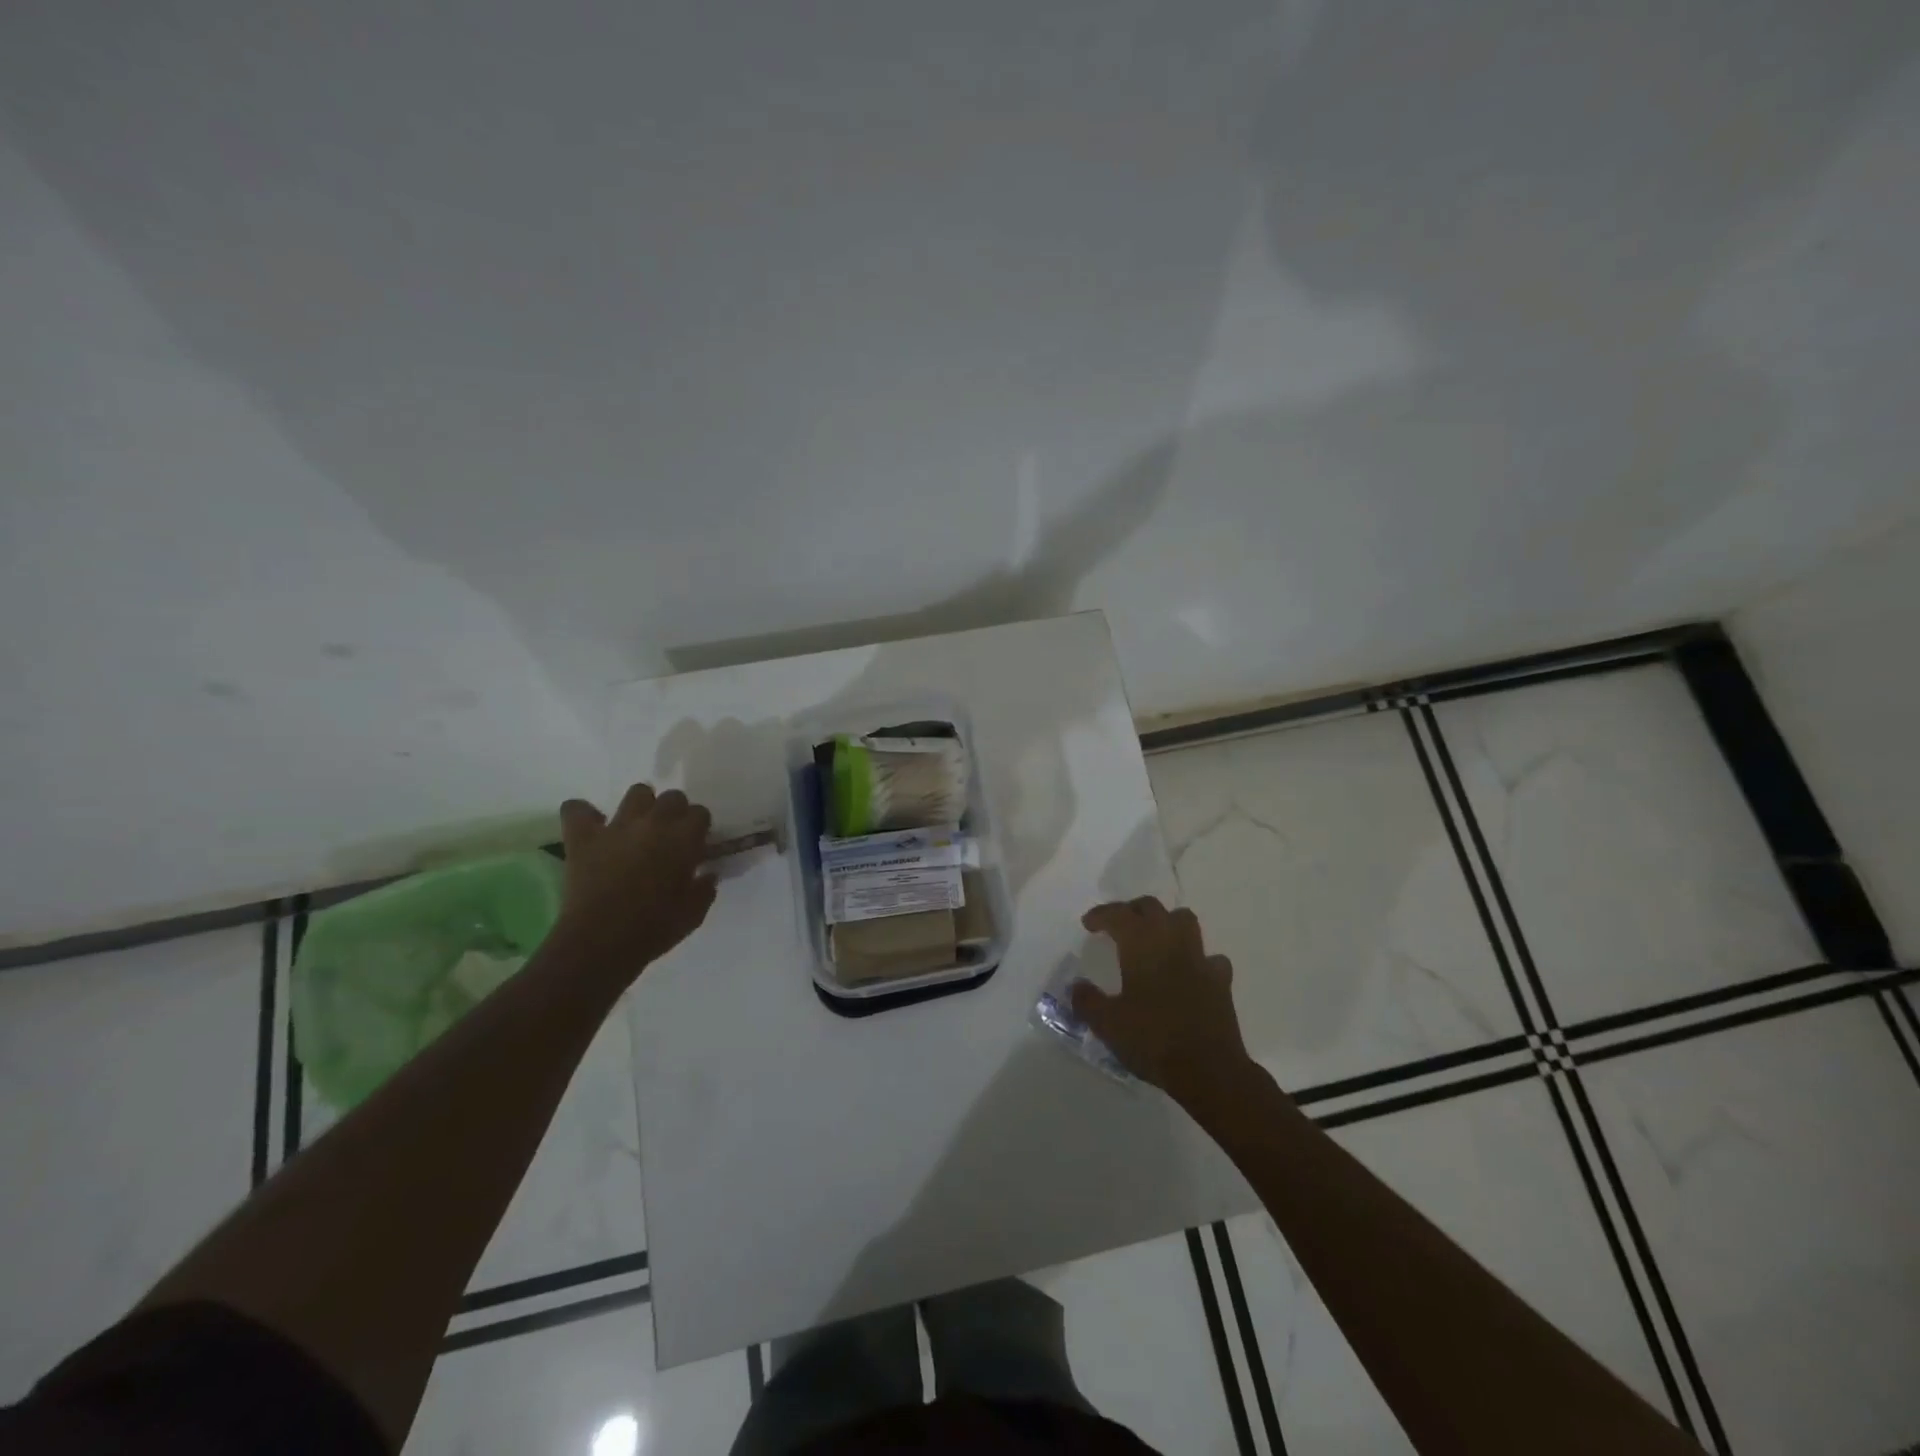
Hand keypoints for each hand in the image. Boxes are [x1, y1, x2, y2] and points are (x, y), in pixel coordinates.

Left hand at [555, 785, 718, 970]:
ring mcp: (617, 826)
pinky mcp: (584, 837)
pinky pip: (577, 809)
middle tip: (668, 837)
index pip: (700, 813)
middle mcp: (654, 823)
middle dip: (674, 812)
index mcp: (684, 839)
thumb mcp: (693, 913)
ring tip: (636, 827)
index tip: (695, 846)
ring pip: (637, 792)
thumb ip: (704, 889)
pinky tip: (590, 827)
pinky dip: (583, 814)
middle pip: (672, 797)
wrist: (601, 942)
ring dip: (641, 806)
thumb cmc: (654, 929)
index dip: (698, 828)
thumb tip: (707, 875)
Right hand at [1072, 897, 1251, 1101]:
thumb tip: (1077, 986)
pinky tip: (1189, 972)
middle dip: (1132, 911)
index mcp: (1141, 945)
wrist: (1208, 1070)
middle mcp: (1171, 941)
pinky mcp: (1221, 980)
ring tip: (1154, 940)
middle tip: (1118, 926)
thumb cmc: (1152, 1040)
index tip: (1088, 924)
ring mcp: (1200, 958)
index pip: (1118, 914)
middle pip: (1151, 908)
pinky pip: (1209, 957)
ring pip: (1184, 920)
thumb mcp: (1107, 1024)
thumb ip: (1087, 1001)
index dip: (1101, 914)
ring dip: (1167, 923)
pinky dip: (1197, 958)